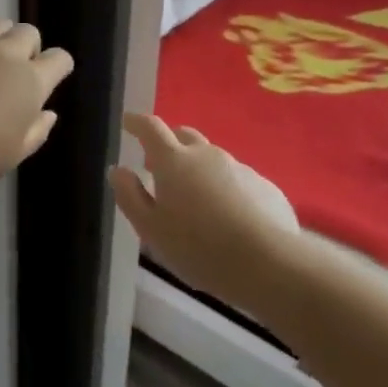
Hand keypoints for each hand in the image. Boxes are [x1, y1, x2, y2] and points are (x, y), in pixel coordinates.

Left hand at [0, 16, 74, 191]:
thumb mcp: (14, 154)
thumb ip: (37, 131)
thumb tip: (48, 113)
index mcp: (31, 82)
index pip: (59, 59)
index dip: (58, 67)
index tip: (51, 78)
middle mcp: (6, 55)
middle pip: (28, 32)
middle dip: (27, 47)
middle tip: (14, 70)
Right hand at [110, 113, 305, 310]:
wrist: (269, 264)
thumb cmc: (198, 248)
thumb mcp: (150, 229)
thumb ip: (130, 196)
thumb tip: (118, 170)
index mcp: (174, 161)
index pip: (151, 128)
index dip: (137, 122)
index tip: (128, 122)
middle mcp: (207, 155)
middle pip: (184, 136)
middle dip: (169, 145)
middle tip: (158, 168)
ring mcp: (240, 168)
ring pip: (212, 159)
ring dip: (198, 170)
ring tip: (195, 202)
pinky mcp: (266, 187)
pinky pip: (237, 180)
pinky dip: (226, 189)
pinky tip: (228, 219)